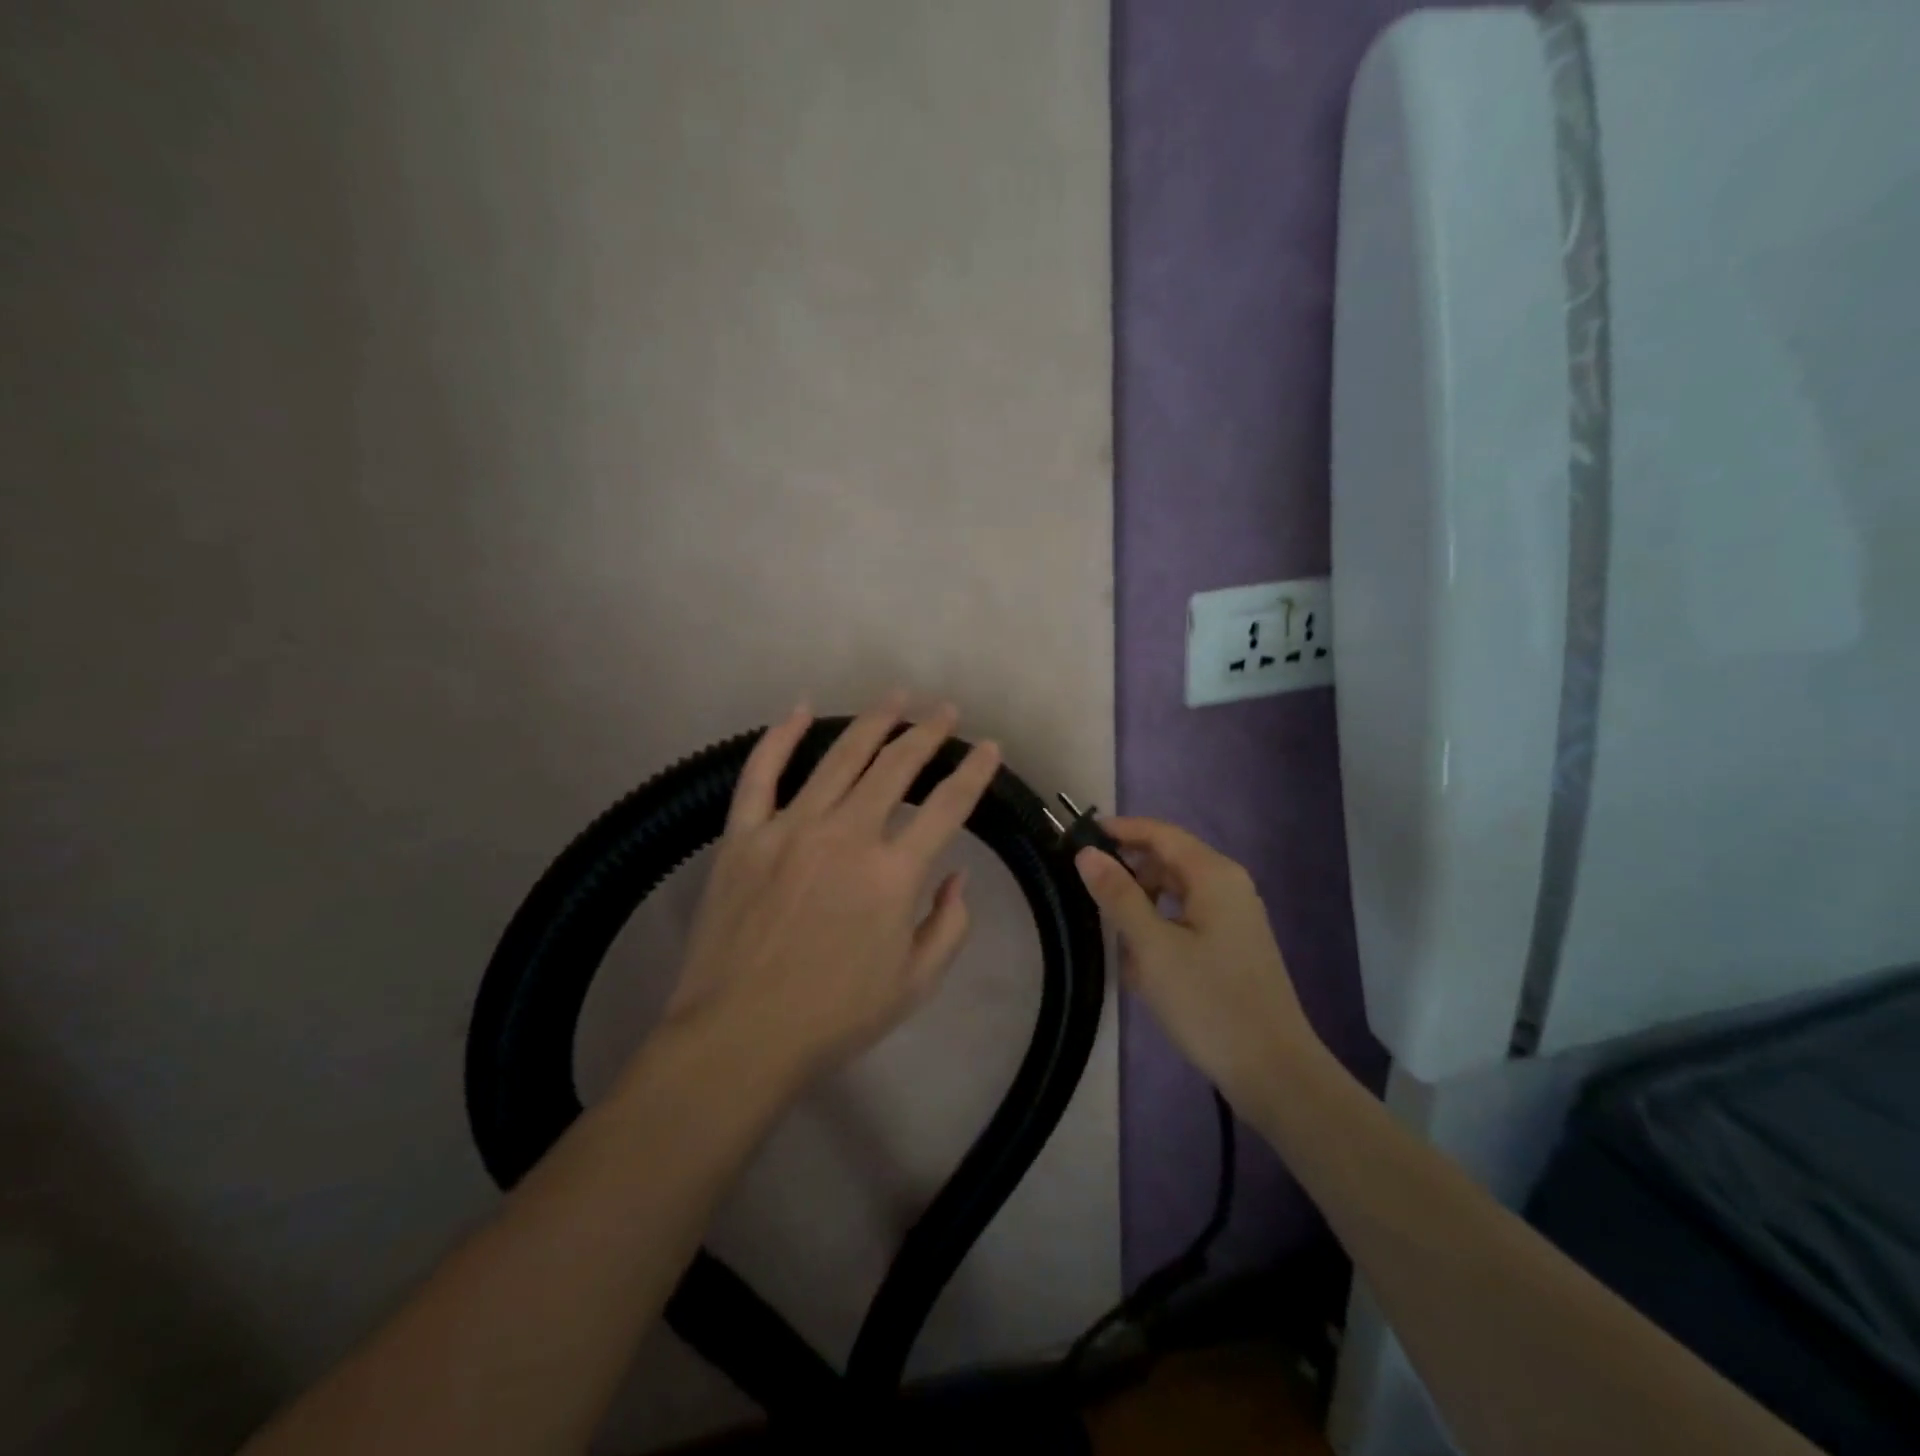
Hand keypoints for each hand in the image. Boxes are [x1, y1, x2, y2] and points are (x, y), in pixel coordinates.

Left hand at [659, 692, 1002, 1093]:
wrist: (739, 1036)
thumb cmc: (834, 1017)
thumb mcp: (914, 984)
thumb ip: (948, 925)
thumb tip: (957, 876)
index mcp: (893, 874)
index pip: (948, 806)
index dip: (974, 772)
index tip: (990, 748)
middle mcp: (846, 835)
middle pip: (896, 766)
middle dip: (928, 732)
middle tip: (945, 711)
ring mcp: (790, 828)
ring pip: (839, 757)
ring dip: (873, 721)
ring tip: (896, 696)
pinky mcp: (743, 834)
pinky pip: (761, 773)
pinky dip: (780, 737)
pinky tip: (799, 709)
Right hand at [1073, 818, 1320, 1109]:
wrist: (1273, 1071)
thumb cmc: (1208, 1001)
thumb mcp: (1151, 947)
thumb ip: (1118, 895)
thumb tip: (1087, 853)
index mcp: (1213, 875)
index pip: (1160, 833)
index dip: (1119, 830)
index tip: (1079, 837)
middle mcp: (1228, 885)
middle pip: (1168, 860)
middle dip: (1129, 873)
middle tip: (1088, 892)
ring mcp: (1234, 916)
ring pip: (1175, 893)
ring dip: (1142, 906)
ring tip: (1114, 935)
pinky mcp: (1233, 945)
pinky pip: (1187, 919)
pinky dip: (1160, 929)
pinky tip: (1141, 962)